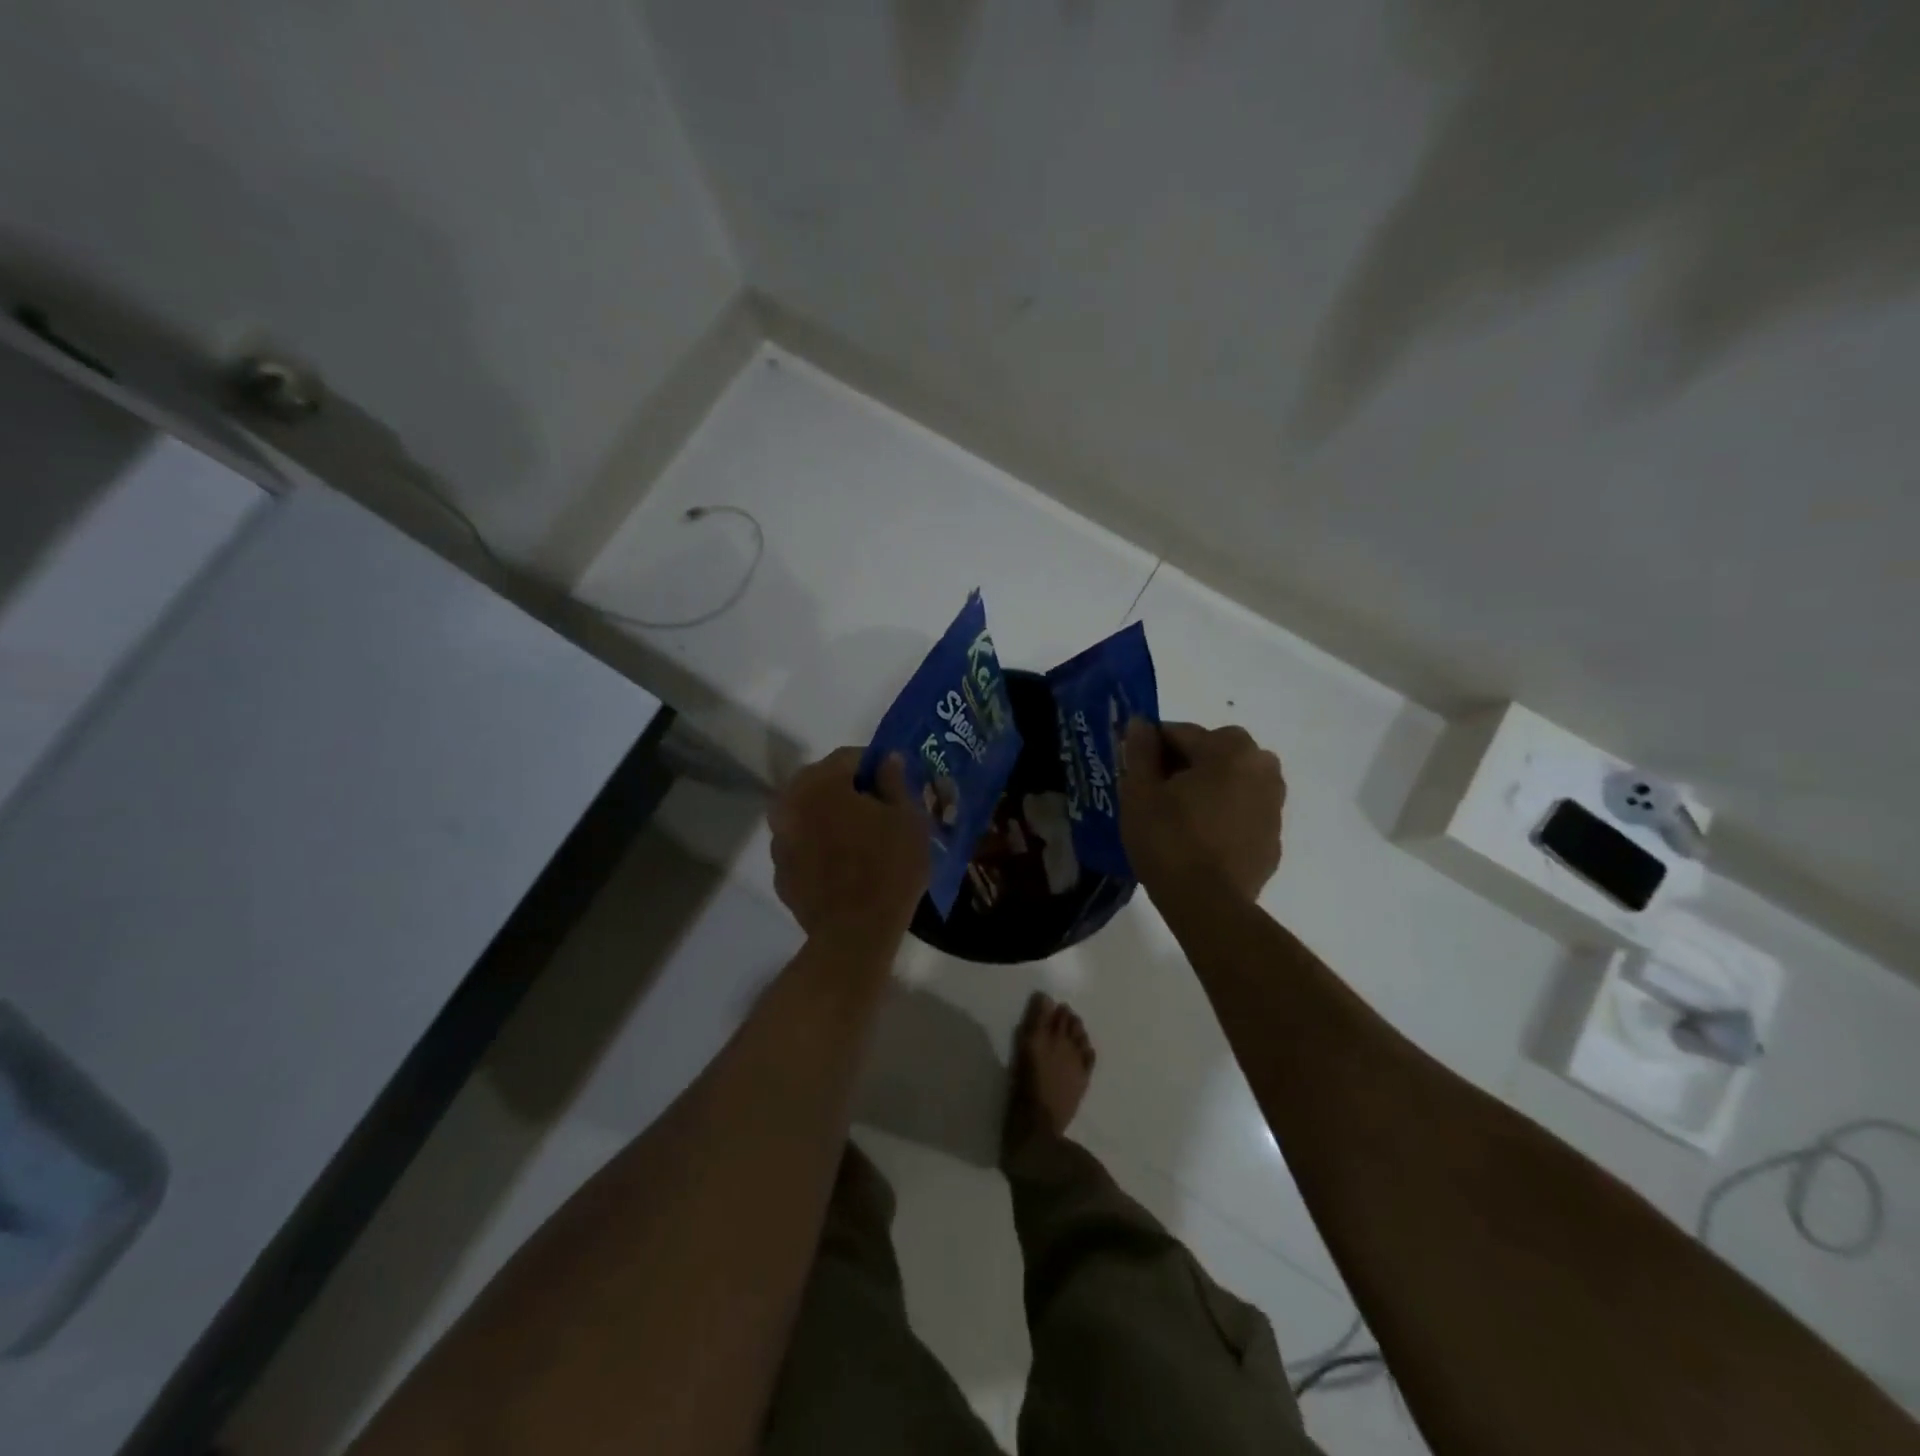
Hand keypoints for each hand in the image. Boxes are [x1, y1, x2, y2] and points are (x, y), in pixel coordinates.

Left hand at [770, 748, 929, 942]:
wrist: (855, 934)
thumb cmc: (889, 868)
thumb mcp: (908, 819)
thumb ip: (895, 781)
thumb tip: (888, 759)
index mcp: (820, 782)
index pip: (849, 757)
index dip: (876, 766)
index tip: (895, 783)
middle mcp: (790, 803)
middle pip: (822, 783)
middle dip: (849, 790)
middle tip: (880, 809)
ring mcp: (779, 840)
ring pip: (809, 815)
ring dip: (831, 818)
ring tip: (862, 839)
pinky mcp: (779, 872)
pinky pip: (803, 846)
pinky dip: (820, 847)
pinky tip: (845, 866)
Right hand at [1120, 721, 1284, 901]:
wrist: (1208, 905)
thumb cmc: (1168, 840)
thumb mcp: (1139, 792)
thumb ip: (1139, 751)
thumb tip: (1140, 724)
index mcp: (1230, 748)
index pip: (1180, 733)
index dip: (1150, 749)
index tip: (1133, 771)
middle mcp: (1262, 767)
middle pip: (1211, 754)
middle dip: (1182, 767)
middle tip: (1154, 796)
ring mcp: (1274, 805)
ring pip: (1229, 782)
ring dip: (1206, 789)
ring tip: (1176, 819)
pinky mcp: (1274, 838)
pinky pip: (1241, 813)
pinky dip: (1222, 817)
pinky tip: (1198, 841)